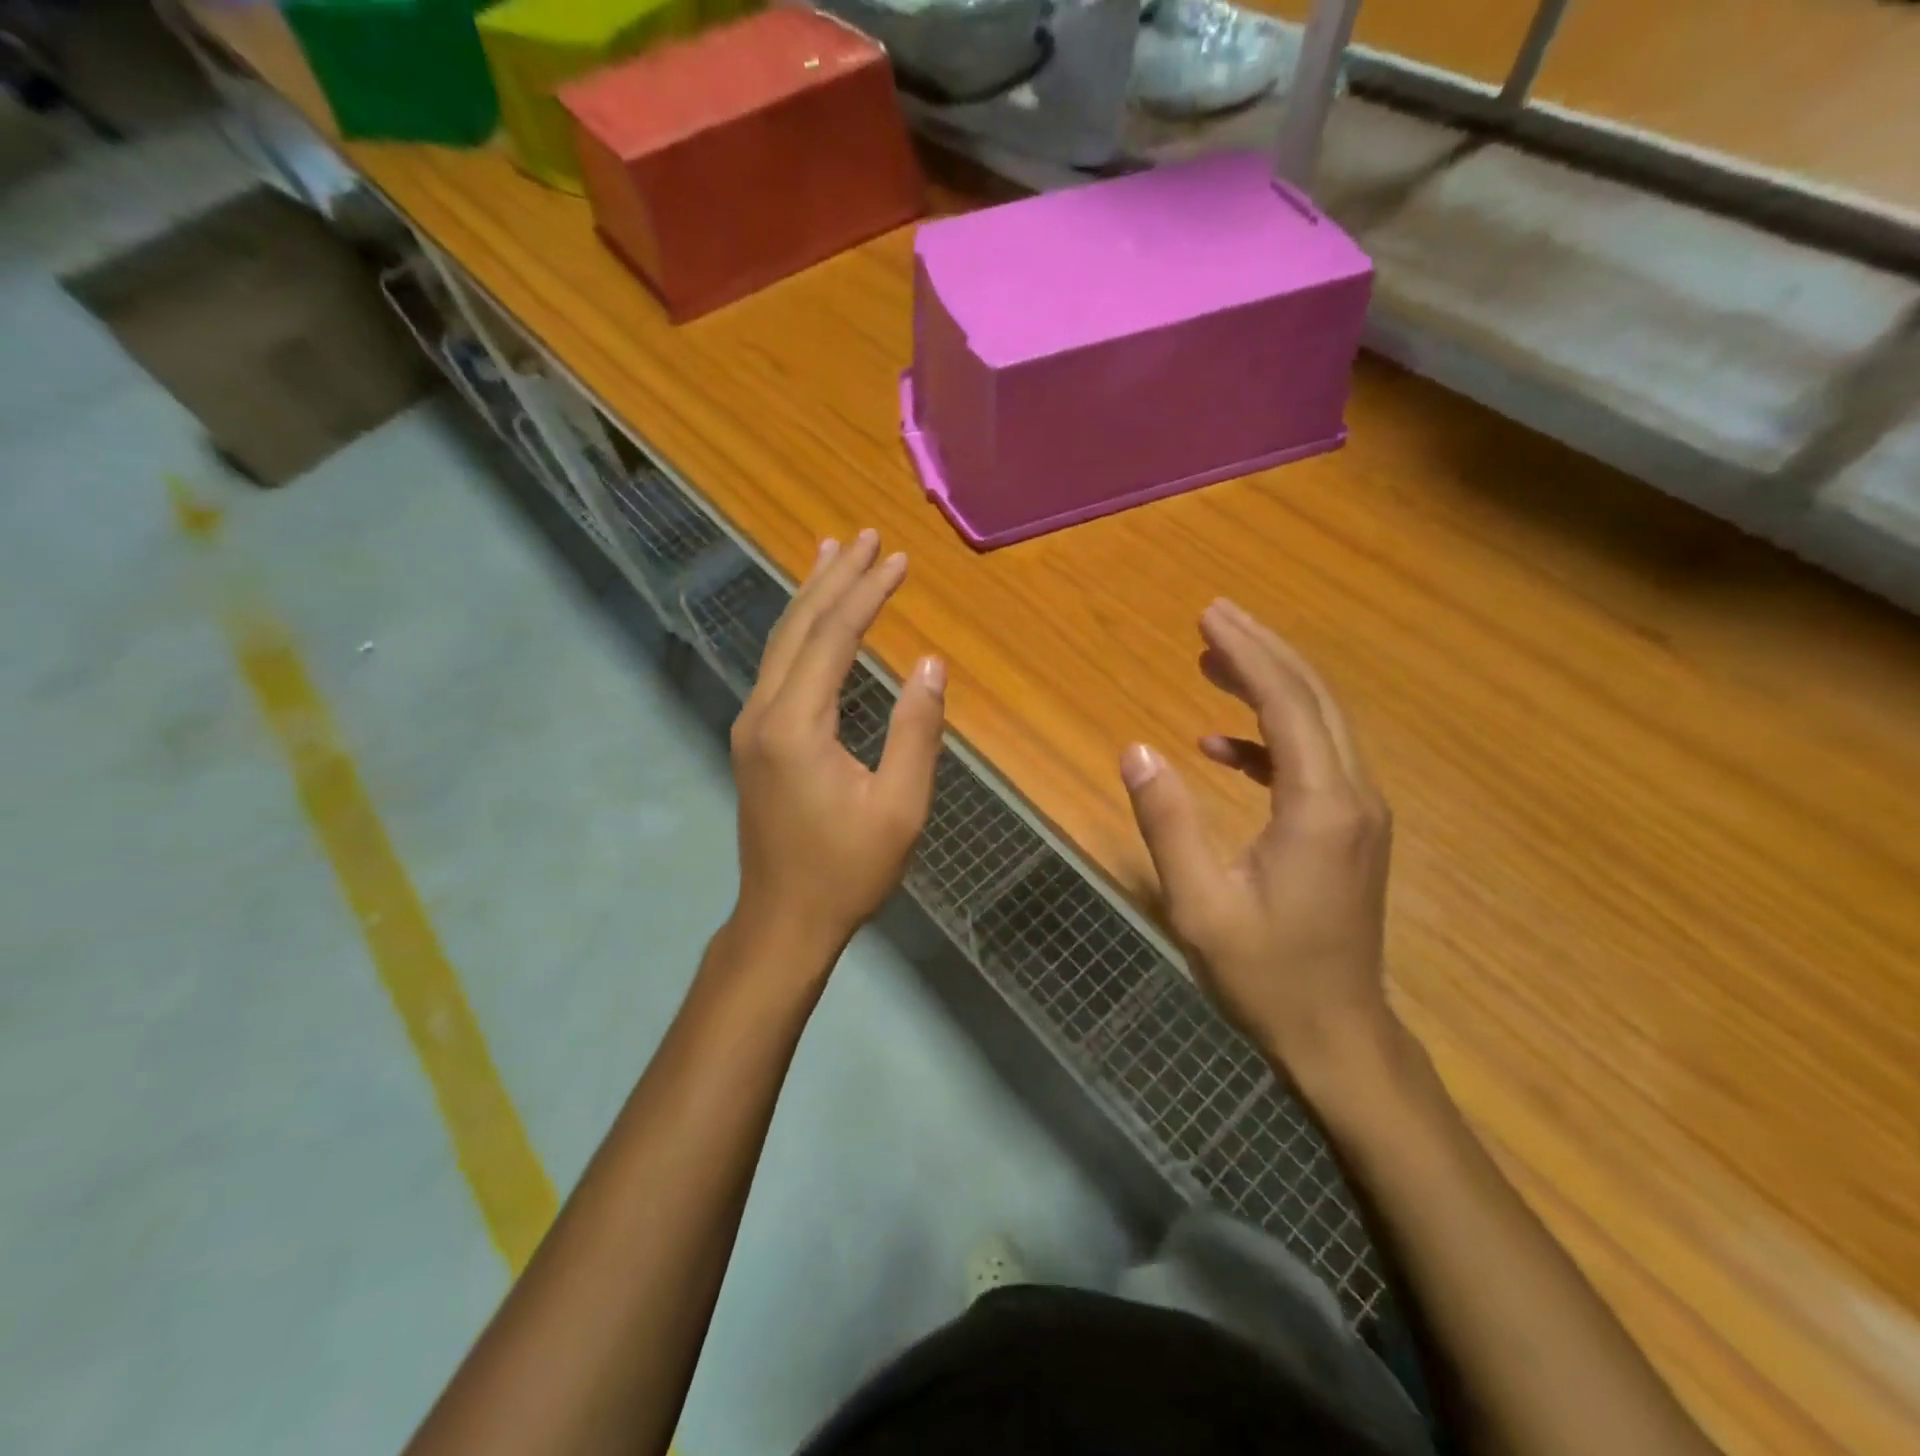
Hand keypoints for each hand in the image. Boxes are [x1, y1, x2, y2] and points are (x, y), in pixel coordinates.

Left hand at [727, 530, 945, 973]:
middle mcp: (763, 713)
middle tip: (865, 536)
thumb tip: (931, 664)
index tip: (899, 560)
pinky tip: (813, 620)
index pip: (833, 637)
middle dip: (834, 578)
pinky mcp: (754, 739)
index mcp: (796, 726)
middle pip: (799, 627)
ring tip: (832, 553)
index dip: (867, 593)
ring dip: (810, 597)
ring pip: (780, 642)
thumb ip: (916, 731)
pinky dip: (800, 631)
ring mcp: (751, 725)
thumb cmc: (848, 870)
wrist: (783, 919)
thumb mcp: (900, 807)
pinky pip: (777, 667)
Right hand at [1120, 599, 1396, 1089]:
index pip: (1286, 703)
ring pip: (1318, 723)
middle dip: (1263, 651)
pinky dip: (1268, 740)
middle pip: (1313, 697)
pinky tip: (1221, 747)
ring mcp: (1357, 813)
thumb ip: (1168, 822)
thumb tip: (1136, 749)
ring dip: (1268, 685)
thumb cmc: (1266, 974)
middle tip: (1213, 617)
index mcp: (1319, 806)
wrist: (1337, 1035)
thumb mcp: (1200, 903)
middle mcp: (1352, 796)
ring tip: (1212, 662)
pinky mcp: (1348, 830)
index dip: (1247, 654)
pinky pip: (1310, 762)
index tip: (1208, 617)